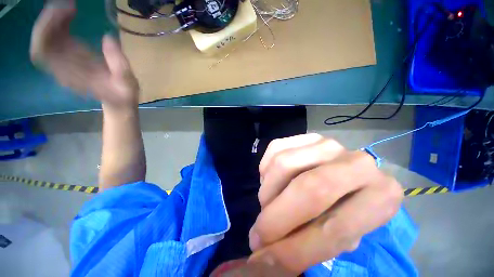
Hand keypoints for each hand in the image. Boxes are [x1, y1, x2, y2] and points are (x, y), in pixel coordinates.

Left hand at [30, 0, 138, 109]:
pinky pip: (53, 38)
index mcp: (73, 75)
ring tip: (70, 6)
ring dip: (53, 19)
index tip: (64, 13)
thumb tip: (108, 37)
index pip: (44, 52)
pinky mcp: (68, 57)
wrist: (116, 100)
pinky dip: (57, 23)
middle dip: (49, 20)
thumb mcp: (127, 82)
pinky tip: (69, 14)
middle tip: (68, 5)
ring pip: (44, 38)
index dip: (46, 30)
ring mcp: (63, 62)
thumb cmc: (123, 93)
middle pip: (41, 42)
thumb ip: (119, 64)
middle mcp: (61, 68)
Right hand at [247, 134, 403, 274]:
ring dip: (267, 191)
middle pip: (308, 188)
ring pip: (282, 164)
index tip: (265, 257)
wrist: (345, 176)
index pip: (333, 230)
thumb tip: (262, 260)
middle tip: (258, 234)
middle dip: (275, 217)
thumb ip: (303, 250)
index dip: (293, 249)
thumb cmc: (344, 210)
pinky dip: (266, 170)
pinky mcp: (305, 135)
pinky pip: (274, 150)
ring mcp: (327, 143)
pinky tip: (272, 181)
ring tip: (268, 204)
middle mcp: (358, 162)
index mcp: (381, 196)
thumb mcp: (333, 239)